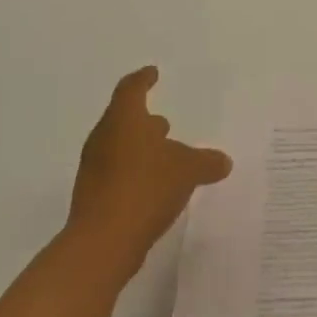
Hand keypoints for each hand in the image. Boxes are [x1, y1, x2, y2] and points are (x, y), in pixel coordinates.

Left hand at [67, 67, 231, 281]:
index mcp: (124, 120)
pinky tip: (155, 187)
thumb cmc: (145, 188)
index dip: (143, 79)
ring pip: (119, 147)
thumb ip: (206, 161)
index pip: (131, 89)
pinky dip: (136, 173)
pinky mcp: (93, 196)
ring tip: (166, 156)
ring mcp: (94, 169)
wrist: (102, 244)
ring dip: (141, 149)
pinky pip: (117, 174)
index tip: (153, 73)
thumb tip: (223, 160)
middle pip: (123, 119)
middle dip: (144, 120)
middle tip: (164, 122)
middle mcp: (104, 138)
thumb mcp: (187, 171)